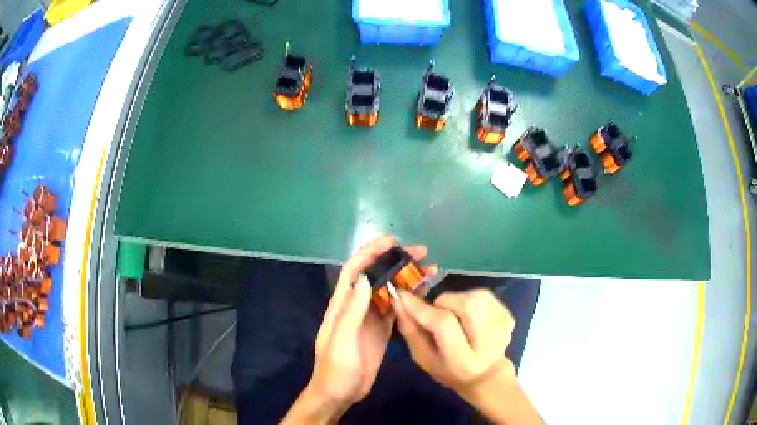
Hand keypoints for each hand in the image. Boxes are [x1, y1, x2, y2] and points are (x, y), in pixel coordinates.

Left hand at [284, 236, 435, 423]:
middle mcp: (357, 307)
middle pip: (376, 276)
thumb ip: (351, 311)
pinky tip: (425, 292)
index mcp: (342, 306)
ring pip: (389, 290)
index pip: (355, 270)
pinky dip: (410, 298)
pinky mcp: (382, 331)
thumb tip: (366, 279)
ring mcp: (371, 319)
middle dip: (395, 260)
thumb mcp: (341, 341)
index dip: (371, 252)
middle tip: (422, 252)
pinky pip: (397, 309)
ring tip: (430, 268)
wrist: (339, 394)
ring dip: (406, 277)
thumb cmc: (335, 369)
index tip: (393, 242)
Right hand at [395, 288, 515, 394]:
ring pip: (473, 295)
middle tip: (436, 315)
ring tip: (454, 318)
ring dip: (455, 301)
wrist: (486, 374)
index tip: (402, 295)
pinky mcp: (508, 315)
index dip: (422, 308)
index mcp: (464, 360)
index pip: (444, 324)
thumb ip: (411, 331)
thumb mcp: (425, 359)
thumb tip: (399, 301)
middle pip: (465, 304)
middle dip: (442, 303)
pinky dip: (468, 300)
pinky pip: (482, 294)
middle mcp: (489, 341)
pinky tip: (468, 317)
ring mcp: (503, 325)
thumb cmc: (450, 371)